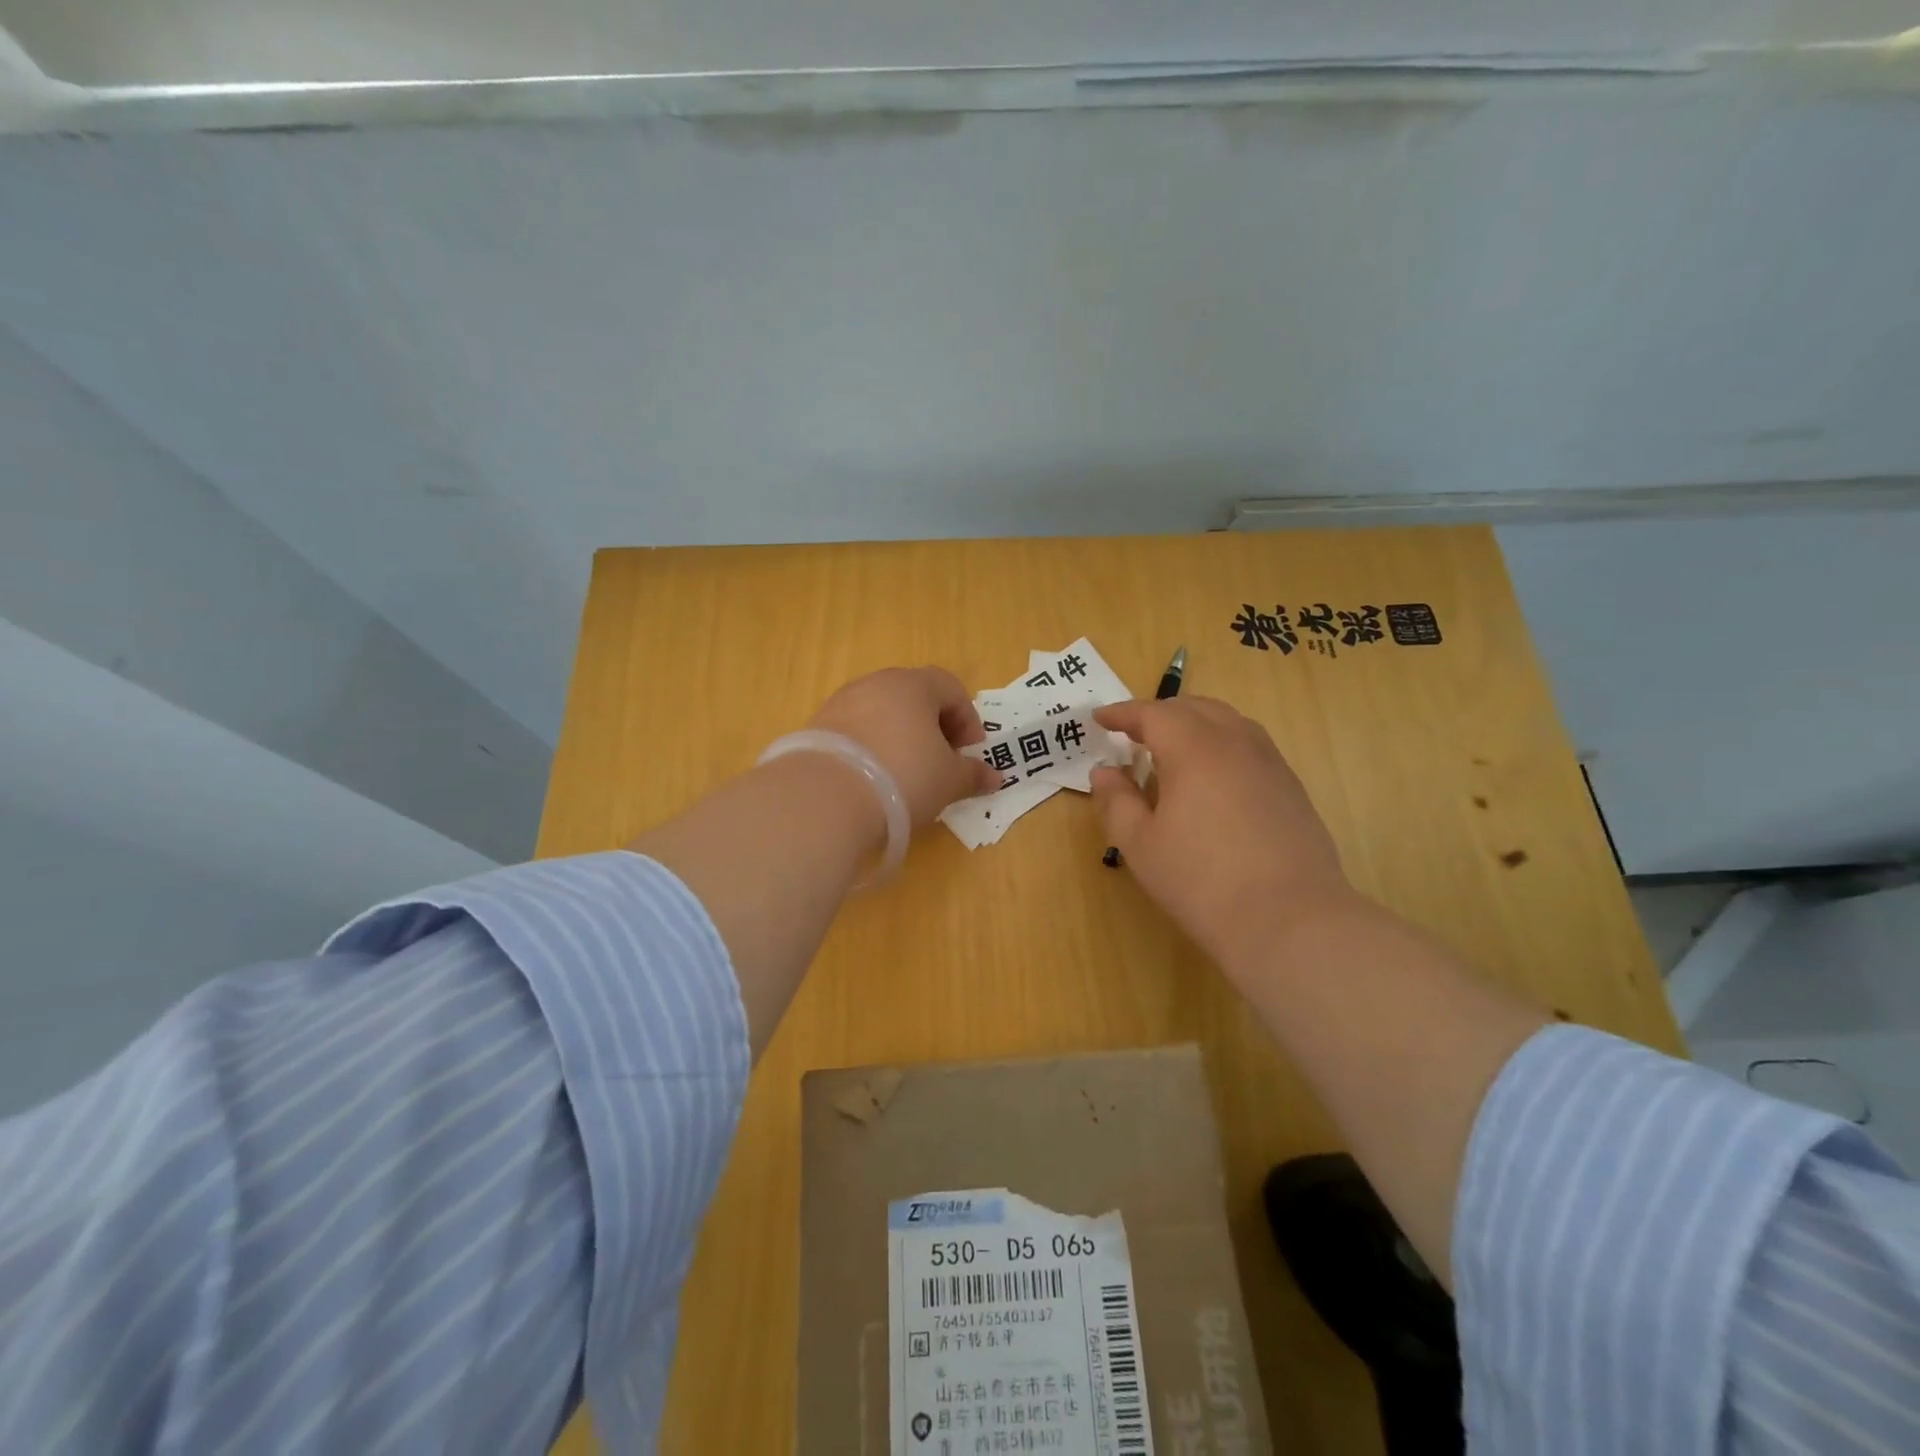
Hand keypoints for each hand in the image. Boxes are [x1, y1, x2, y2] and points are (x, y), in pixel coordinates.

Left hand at [807, 667, 999, 828]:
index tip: (970, 752)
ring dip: (900, 737)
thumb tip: (994, 778)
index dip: (967, 718)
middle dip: (933, 726)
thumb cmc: (904, 777)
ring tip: (906, 775)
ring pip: (882, 713)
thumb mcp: (949, 781)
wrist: (825, 798)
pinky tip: (874, 780)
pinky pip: (855, 732)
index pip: (950, 687)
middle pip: (914, 696)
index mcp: (913, 685)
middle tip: (941, 761)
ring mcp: (841, 703)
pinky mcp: (816, 727)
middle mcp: (875, 683)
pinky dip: (871, 749)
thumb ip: (973, 775)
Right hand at [1089, 697, 1357, 975]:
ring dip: (1195, 723)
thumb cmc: (1201, 880)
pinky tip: (1214, 777)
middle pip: (1195, 708)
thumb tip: (1105, 772)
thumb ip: (1117, 801)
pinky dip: (1222, 744)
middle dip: (1160, 713)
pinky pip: (1251, 745)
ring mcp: (1270, 763)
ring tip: (1174, 748)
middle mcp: (1235, 743)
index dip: (1123, 713)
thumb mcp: (1140, 845)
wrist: (1288, 919)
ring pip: (1229, 722)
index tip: (1100, 718)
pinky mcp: (1291, 788)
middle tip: (1134, 731)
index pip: (1153, 714)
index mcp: (1194, 749)